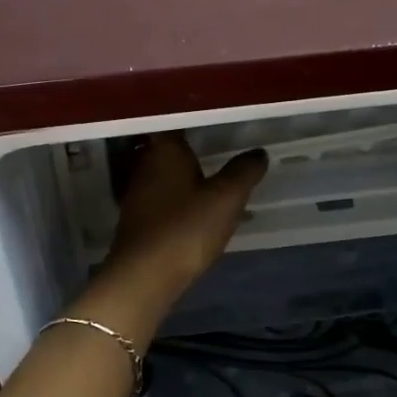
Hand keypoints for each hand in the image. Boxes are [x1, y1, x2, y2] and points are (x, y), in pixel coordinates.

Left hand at [104, 134, 266, 298]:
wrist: (144, 278)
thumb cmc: (185, 228)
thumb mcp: (226, 198)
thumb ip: (244, 171)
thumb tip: (258, 152)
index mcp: (164, 150)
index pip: (177, 121)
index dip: (197, 119)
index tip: (219, 120)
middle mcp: (145, 165)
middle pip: (170, 148)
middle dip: (193, 148)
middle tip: (223, 147)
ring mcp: (137, 194)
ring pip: (166, 174)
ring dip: (187, 176)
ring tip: (216, 179)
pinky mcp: (137, 220)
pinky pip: (163, 198)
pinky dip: (180, 199)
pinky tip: (198, 210)